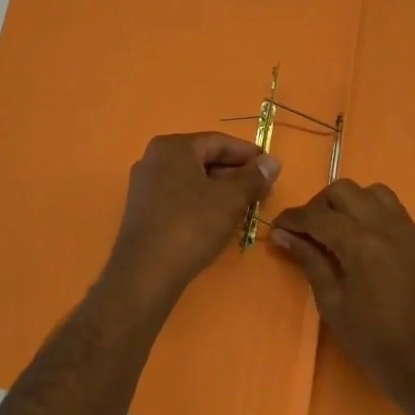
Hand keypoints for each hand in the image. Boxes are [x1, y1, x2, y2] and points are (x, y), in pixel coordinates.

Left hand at [106, 133, 280, 299]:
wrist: (145, 273)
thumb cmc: (190, 226)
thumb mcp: (230, 200)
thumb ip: (253, 177)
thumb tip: (272, 162)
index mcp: (173, 147)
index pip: (218, 142)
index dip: (248, 154)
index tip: (271, 168)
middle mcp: (154, 158)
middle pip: (203, 158)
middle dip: (234, 173)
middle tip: (261, 190)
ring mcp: (144, 184)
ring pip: (191, 179)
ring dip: (219, 189)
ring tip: (244, 206)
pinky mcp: (142, 209)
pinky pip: (178, 196)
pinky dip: (201, 202)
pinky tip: (217, 219)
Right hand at [273, 180, 414, 414]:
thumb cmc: (375, 343)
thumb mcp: (333, 304)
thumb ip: (310, 261)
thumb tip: (283, 235)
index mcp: (360, 243)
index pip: (317, 214)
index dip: (292, 218)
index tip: (278, 228)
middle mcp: (386, 226)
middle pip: (345, 190)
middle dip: (320, 204)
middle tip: (309, 231)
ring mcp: (411, 233)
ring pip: (375, 193)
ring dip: (351, 203)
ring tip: (341, 230)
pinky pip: (396, 213)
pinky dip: (375, 216)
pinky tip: (368, 244)